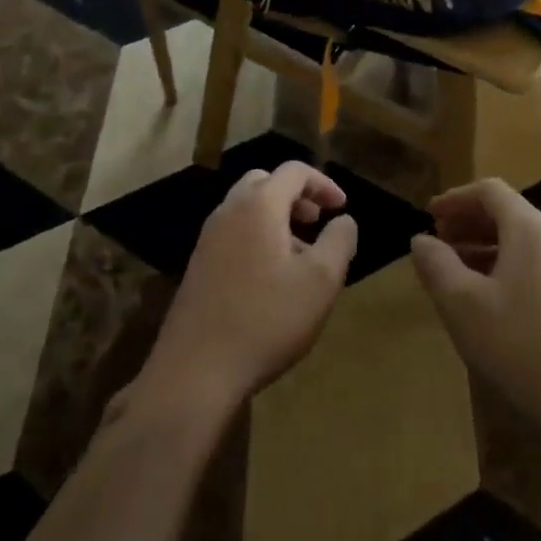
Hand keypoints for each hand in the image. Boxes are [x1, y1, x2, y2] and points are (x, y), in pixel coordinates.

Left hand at [133, 162, 357, 417]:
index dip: (323, 183)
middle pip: (264, 182)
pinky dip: (256, 236)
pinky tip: (270, 277)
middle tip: (316, 221)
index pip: (293, 171)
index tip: (341, 208)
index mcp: (258, 205)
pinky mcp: (198, 265)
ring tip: (299, 253)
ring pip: (246, 208)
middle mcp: (228, 211)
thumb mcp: (320, 282)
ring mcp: (208, 238)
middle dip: (295, 195)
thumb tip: (344, 220)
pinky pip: (232, 233)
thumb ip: (339, 242)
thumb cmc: (266, 320)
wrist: (196, 370)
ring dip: (276, 217)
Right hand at [410, 179, 540, 461]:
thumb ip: (436, 266)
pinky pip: (539, 271)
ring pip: (524, 246)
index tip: (428, 216)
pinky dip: (507, 273)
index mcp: (531, 231)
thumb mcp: (462, 305)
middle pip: (509, 216)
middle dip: (469, 224)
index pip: (490, 191)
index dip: (455, 198)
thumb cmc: (522, 348)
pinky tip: (492, 307)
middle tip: (438, 244)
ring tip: (457, 276)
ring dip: (486, 251)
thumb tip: (421, 240)